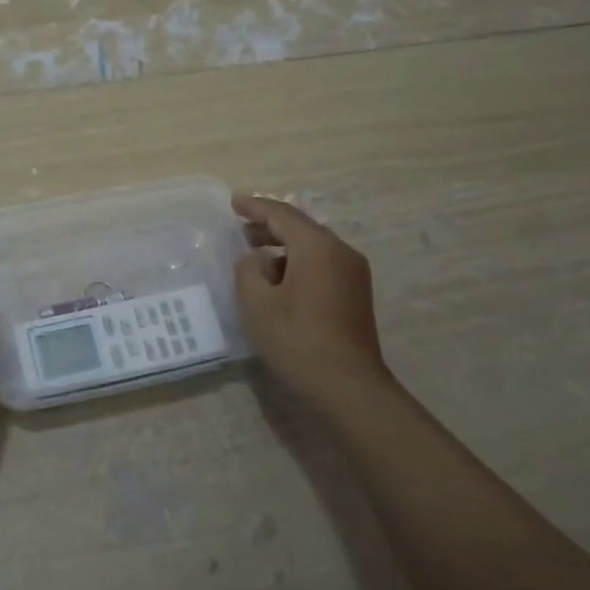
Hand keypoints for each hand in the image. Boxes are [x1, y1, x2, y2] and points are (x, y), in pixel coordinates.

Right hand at [232, 195, 389, 413]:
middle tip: (241, 230)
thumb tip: (254, 258)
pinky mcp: (355, 295)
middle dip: (270, 227)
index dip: (256, 207)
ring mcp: (353, 274)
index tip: (234, 202)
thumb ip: (248, 270)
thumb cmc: (297, 340)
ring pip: (313, 248)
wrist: (347, 387)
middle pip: (301, 228)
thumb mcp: (257, 303)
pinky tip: (278, 282)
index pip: (282, 215)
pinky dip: (297, 264)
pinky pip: (322, 265)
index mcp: (318, 247)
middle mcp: (341, 252)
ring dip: (283, 248)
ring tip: (255, 257)